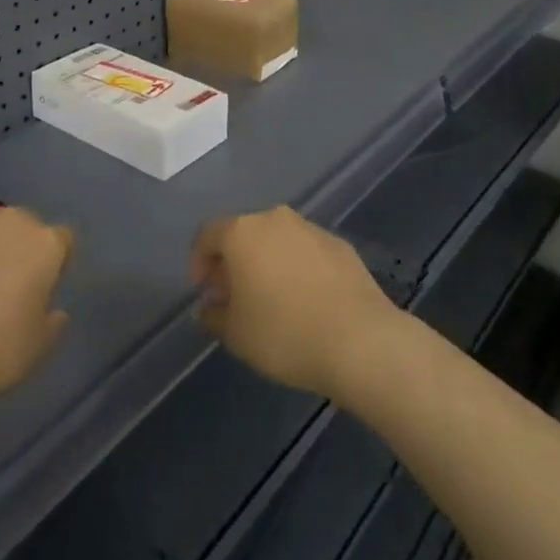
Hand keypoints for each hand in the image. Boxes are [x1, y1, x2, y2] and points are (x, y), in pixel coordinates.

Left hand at [0, 207, 73, 413]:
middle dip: (19, 248)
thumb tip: (53, 310)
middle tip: (3, 285)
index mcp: (45, 243)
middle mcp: (12, 220)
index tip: (40, 290)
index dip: (54, 264)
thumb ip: (52, 322)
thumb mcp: (37, 349)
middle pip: (24, 226)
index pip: (62, 241)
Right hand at [188, 206, 400, 402]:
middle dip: (233, 261)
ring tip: (271, 300)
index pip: (208, 234)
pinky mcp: (340, 245)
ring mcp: (311, 229)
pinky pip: (306, 252)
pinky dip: (297, 268)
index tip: (203, 291)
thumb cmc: (285, 334)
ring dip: (267, 263)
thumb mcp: (236, 335)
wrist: (360, 340)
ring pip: (277, 240)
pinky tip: (305, 301)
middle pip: (244, 233)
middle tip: (233, 295)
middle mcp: (275, 219)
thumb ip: (214, 316)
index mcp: (242, 232)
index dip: (198, 260)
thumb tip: (208, 307)